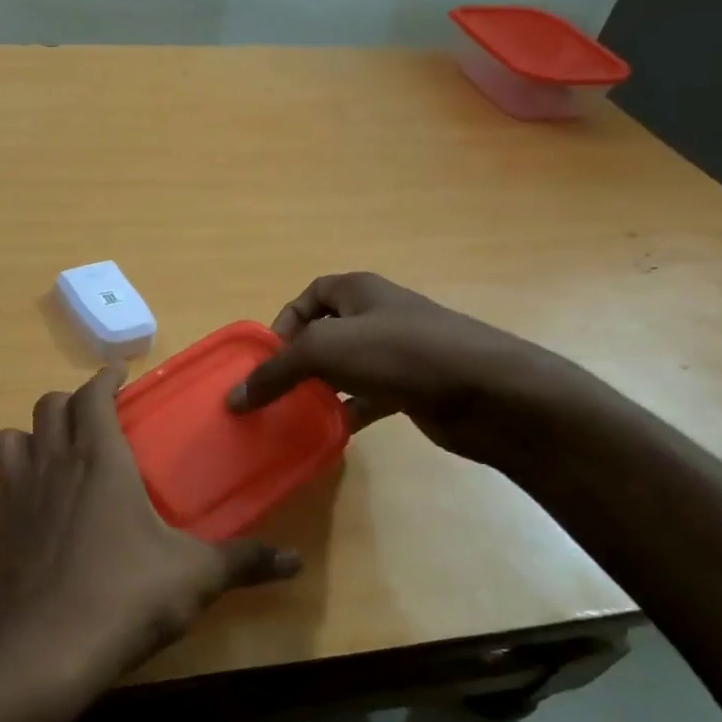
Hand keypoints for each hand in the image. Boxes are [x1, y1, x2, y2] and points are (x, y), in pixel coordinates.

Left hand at [0, 367, 300, 687]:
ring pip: (14, 434)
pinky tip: (39, 495)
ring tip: (59, 447)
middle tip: (97, 414)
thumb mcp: (195, 577)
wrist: (48, 650)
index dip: (105, 378)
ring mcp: (20, 491)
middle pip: (49, 405)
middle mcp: (55, 462)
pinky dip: (17, 467)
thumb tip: (295, 561)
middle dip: (73, 400)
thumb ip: (244, 561)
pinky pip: (1, 474)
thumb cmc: (126, 596)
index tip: (118, 373)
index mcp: (100, 459)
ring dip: (36, 430)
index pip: (92, 396)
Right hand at [226, 272, 568, 461]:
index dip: (285, 322)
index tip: (270, 357)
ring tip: (298, 414)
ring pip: (347, 367)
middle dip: (300, 359)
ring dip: (322, 388)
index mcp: (359, 291)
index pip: (310, 296)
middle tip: (278, 390)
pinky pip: (369, 396)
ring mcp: (399, 352)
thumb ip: (275, 372)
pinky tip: (333, 431)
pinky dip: (349, 411)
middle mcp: (378, 315)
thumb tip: (234, 398)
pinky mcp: (414, 387)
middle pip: (326, 332)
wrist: (487, 391)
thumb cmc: (400, 353)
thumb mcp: (324, 351)